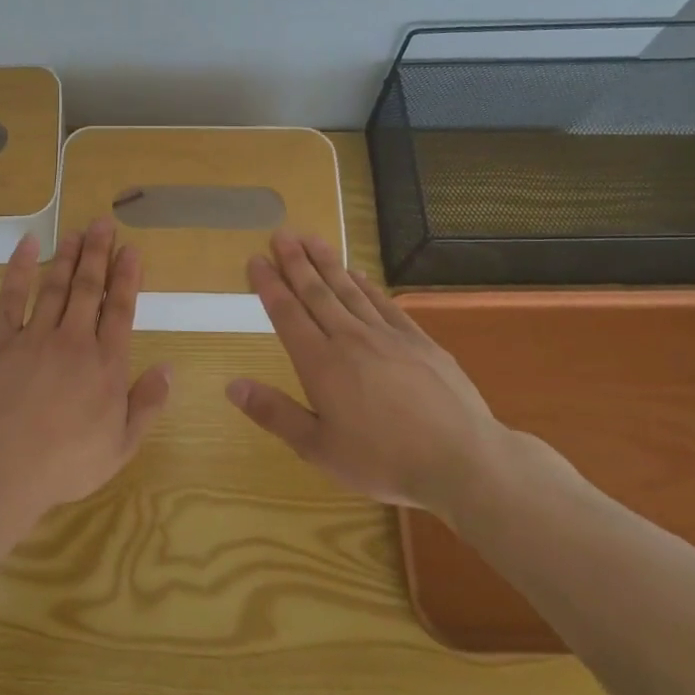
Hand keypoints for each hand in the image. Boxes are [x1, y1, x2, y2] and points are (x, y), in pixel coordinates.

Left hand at [0, 218, 172, 519]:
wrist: (5, 467)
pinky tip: (27, 246)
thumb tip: (168, 368)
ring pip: (55, 286)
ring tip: (76, 232)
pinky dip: (20, 269)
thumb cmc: (67, 463)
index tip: (131, 249)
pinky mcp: (0, 343)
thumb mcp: (122, 445)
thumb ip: (147, 404)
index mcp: (106, 364)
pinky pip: (11, 298)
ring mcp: (35, 338)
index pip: (120, 309)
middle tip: (103, 223)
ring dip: (68, 256)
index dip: (127, 277)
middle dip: (98, 254)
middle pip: (89, 289)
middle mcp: (74, 341)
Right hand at [225, 231, 510, 519]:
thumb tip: (232, 384)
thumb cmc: (383, 461)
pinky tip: (358, 273)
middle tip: (281, 234)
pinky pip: (385, 303)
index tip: (256, 259)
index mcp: (320, 364)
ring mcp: (388, 336)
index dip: (269, 285)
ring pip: (349, 290)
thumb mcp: (318, 449)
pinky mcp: (419, 341)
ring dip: (327, 263)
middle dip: (296, 262)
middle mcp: (350, 339)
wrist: (462, 460)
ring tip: (311, 238)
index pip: (287, 314)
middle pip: (317, 292)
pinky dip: (367, 285)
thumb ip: (274, 413)